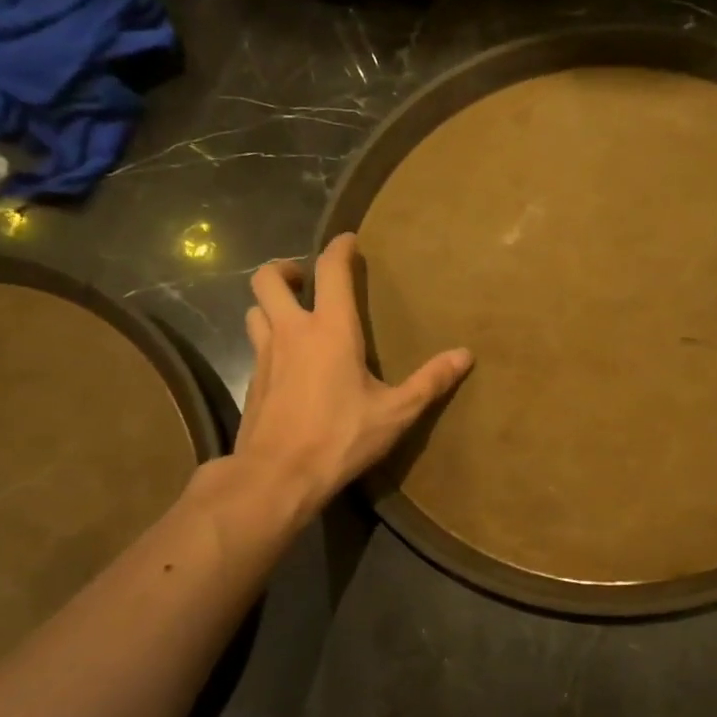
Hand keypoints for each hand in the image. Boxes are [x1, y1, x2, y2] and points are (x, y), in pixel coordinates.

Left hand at [229, 233, 471, 515]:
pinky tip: (287, 362)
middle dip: (285, 268)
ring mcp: (264, 355)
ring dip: (271, 303)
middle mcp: (291, 332)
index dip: (338, 248)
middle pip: (268, 279)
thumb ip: (430, 381)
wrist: (277, 476)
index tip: (348, 240)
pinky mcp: (251, 381)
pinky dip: (268, 338)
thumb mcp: (395, 413)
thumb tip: (465, 355)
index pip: (330, 270)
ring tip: (293, 316)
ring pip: (255, 309)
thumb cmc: (340, 437)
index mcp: (330, 330)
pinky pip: (256, 344)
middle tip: (307, 280)